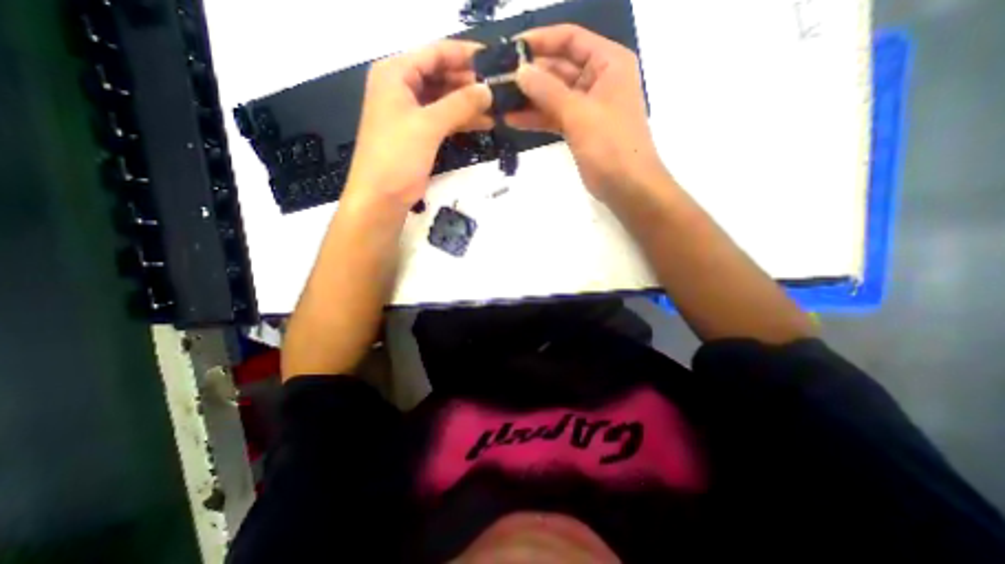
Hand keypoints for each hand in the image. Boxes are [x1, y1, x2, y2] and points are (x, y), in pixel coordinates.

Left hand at [340, 39, 493, 215]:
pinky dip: (462, 120)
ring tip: (498, 106)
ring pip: (445, 99)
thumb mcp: (428, 125)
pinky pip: (444, 119)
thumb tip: (489, 91)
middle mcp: (402, 87)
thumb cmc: (397, 156)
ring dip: (469, 103)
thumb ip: (459, 104)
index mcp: (396, 73)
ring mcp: (411, 112)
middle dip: (470, 82)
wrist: (381, 197)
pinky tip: (485, 123)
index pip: (435, 53)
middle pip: (441, 75)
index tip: (495, 59)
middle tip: (501, 87)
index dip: (465, 54)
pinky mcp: (420, 134)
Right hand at [511, 27, 661, 201]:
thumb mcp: (579, 113)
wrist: (626, 186)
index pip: (571, 39)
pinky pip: (554, 117)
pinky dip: (536, 118)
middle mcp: (598, 79)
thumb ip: (548, 91)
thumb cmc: (610, 145)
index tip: (511, 49)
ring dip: (529, 99)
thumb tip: (520, 71)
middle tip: (498, 81)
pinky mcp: (579, 129)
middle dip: (530, 74)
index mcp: (608, 63)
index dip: (541, 41)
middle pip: (559, 68)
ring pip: (554, 95)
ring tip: (500, 100)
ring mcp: (587, 107)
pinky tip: (513, 119)